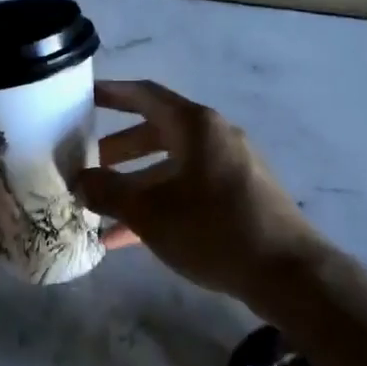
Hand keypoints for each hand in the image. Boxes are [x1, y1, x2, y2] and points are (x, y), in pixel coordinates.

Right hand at [76, 80, 320, 308]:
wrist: (286, 271)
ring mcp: (230, 166)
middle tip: (87, 164)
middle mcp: (214, 136)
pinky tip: (128, 238)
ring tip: (100, 208)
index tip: (82, 96)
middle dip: (118, 149)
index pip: (145, 95)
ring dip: (136, 184)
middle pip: (156, 131)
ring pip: (171, 165)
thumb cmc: (213, 228)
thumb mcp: (151, 212)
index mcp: (195, 125)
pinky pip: (189, 189)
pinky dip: (160, 203)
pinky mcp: (239, 195)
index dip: (112, 93)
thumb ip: (109, 192)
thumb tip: (80, 180)